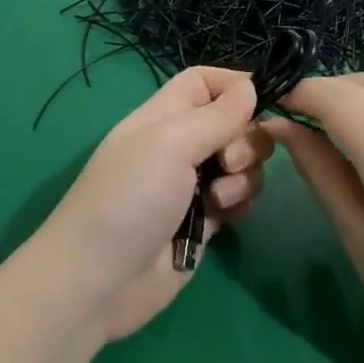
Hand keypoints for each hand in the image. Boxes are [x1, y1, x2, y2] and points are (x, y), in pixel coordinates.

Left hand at [34, 67, 271, 342]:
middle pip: (232, 123)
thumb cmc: (129, 199)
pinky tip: (223, 219)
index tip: (263, 101)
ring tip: (218, 199)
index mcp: (163, 117)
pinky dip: (239, 204)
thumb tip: (250, 86)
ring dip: (243, 177)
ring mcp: (191, 186)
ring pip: (241, 164)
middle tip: (228, 161)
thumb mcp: (170, 144)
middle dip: (246, 138)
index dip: (234, 85)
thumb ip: (216, 115)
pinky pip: (237, 200)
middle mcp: (179, 146)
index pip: (203, 82)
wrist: (100, 281)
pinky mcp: (203, 223)